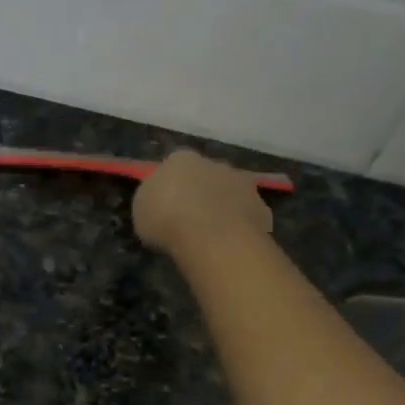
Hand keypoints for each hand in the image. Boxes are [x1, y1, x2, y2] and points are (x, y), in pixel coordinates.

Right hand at [133, 150, 271, 256]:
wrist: (212, 236)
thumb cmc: (166, 218)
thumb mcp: (141, 210)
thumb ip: (153, 200)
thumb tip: (161, 202)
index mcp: (180, 159)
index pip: (174, 166)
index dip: (170, 186)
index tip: (165, 206)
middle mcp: (214, 163)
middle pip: (205, 177)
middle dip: (200, 194)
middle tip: (189, 220)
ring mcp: (243, 184)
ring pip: (229, 194)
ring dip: (221, 208)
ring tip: (210, 237)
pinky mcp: (262, 207)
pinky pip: (246, 216)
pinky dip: (239, 227)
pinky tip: (229, 246)